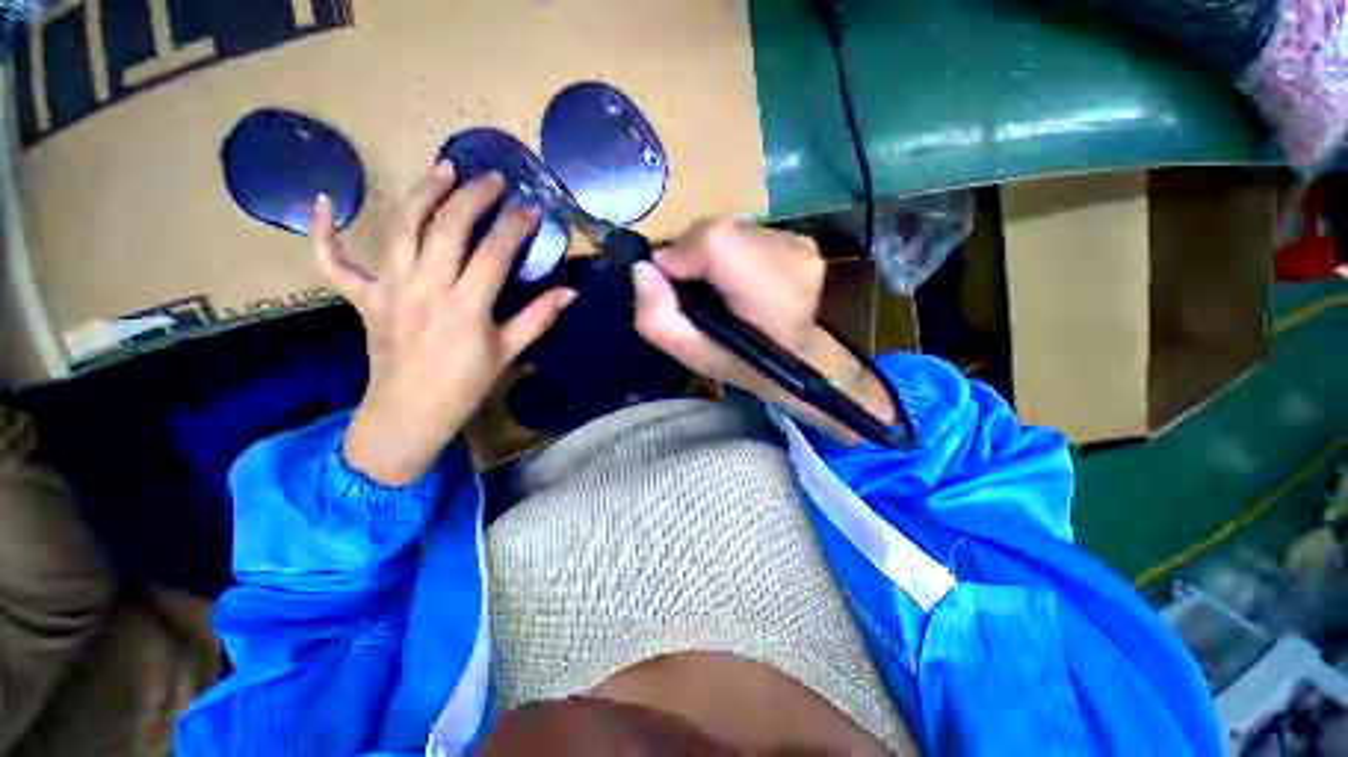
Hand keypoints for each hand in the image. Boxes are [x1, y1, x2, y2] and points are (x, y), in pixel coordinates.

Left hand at [313, 164, 576, 484]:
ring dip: (421, 193)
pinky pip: (334, 261)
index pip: (494, 252)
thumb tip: (570, 292)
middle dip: (473, 197)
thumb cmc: (465, 385)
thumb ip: (539, 318)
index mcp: (465, 306)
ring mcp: (388, 289)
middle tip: (492, 179)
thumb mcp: (508, 353)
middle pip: (447, 228)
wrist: (410, 413)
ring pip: (399, 228)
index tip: (530, 208)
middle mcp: (424, 288)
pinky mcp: (363, 298)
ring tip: (441, 169)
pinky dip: (323, 232)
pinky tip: (324, 202)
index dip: (514, 226)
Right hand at [632, 218, 893, 442]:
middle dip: (692, 255)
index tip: (672, 283)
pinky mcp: (801, 239)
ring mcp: (800, 243)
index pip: (713, 239)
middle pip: (717, 231)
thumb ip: (657, 319)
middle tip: (694, 291)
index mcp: (769, 288)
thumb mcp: (692, 356)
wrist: (802, 363)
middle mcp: (790, 254)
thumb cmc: (745, 365)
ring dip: (712, 255)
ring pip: (730, 231)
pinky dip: (732, 253)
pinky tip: (739, 281)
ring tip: (718, 290)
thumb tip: (642, 269)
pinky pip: (747, 234)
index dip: (681, 255)